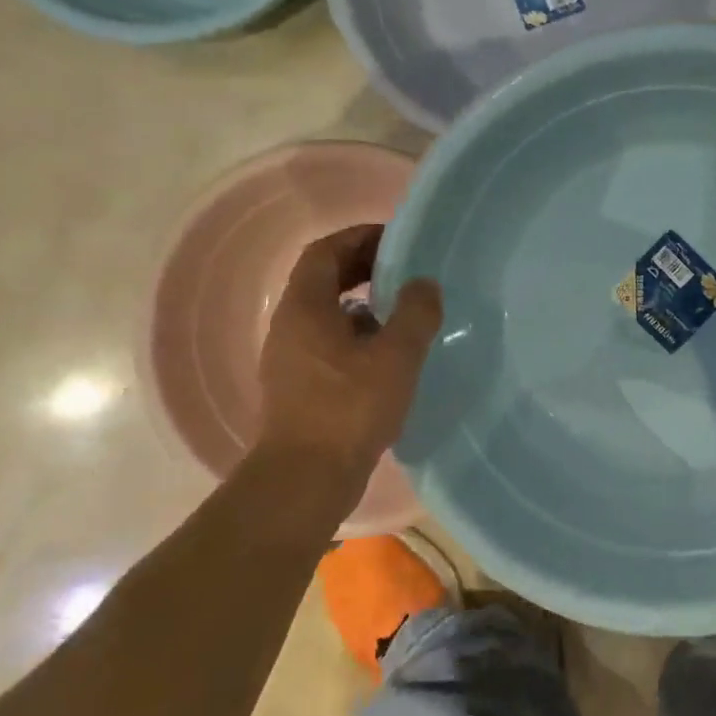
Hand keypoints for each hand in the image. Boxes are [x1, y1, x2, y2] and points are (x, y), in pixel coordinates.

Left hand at [255, 225, 442, 488]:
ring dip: (361, 302)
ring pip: (326, 313)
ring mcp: (291, 358)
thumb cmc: (349, 409)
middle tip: (404, 268)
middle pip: (323, 279)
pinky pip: (328, 342)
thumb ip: (415, 314)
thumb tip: (425, 284)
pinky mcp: (299, 386)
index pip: (325, 252)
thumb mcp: (395, 357)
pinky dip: (357, 333)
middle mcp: (290, 325)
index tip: (396, 238)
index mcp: (306, 308)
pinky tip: (388, 353)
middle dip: (362, 266)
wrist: (305, 479)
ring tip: (402, 309)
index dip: (358, 237)